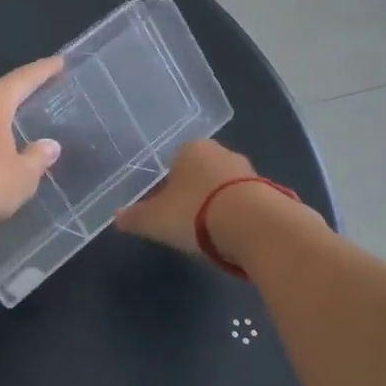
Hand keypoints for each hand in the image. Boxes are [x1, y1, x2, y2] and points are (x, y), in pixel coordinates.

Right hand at [113, 139, 264, 258]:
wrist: (254, 225)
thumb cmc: (194, 213)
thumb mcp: (155, 220)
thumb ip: (135, 217)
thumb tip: (116, 217)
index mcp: (190, 149)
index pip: (172, 162)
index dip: (165, 186)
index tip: (163, 210)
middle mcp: (220, 152)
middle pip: (199, 173)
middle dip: (192, 194)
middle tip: (184, 222)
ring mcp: (247, 170)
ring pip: (223, 187)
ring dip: (216, 205)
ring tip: (209, 234)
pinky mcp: (269, 191)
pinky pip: (243, 203)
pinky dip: (236, 216)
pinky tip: (231, 237)